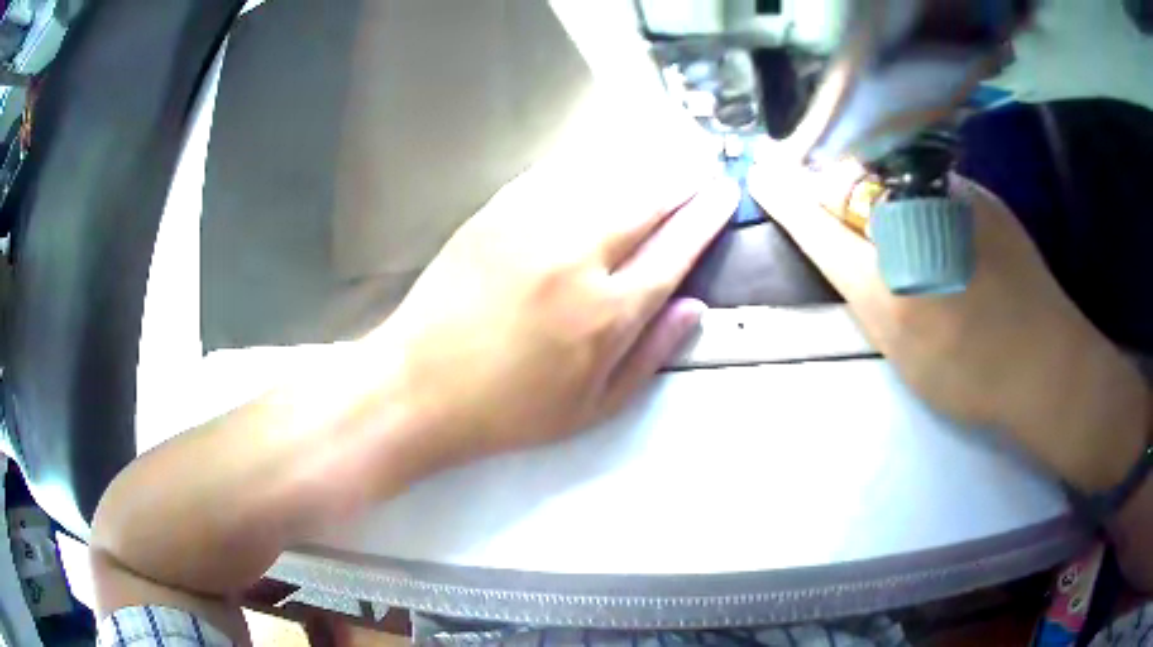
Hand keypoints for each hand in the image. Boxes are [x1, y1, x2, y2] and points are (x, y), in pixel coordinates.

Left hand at [374, 157, 738, 474]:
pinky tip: (603, 159)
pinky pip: (555, 174)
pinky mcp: (494, 214)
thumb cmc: (508, 411)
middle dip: (683, 178)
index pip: (676, 249)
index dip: (707, 216)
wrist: (418, 387)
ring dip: (643, 162)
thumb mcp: (592, 409)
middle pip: (647, 201)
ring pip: (604, 177)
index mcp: (607, 314)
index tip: (724, 194)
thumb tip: (692, 308)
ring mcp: (531, 228)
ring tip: (666, 154)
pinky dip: (589, 163)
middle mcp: (577, 258)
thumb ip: (650, 356)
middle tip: (703, 162)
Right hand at [749, 158, 1148, 490]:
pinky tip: (941, 227)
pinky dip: (920, 194)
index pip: (820, 226)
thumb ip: (871, 296)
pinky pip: (931, 181)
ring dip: (880, 189)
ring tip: (899, 221)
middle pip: (853, 186)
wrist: (1046, 363)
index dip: (788, 198)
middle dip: (835, 189)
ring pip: (894, 179)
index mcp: (890, 284)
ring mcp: (951, 199)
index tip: (761, 174)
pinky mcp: (980, 193)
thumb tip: (851, 254)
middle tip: (839, 206)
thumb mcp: (905, 352)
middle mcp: (914, 228)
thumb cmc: (974, 376)